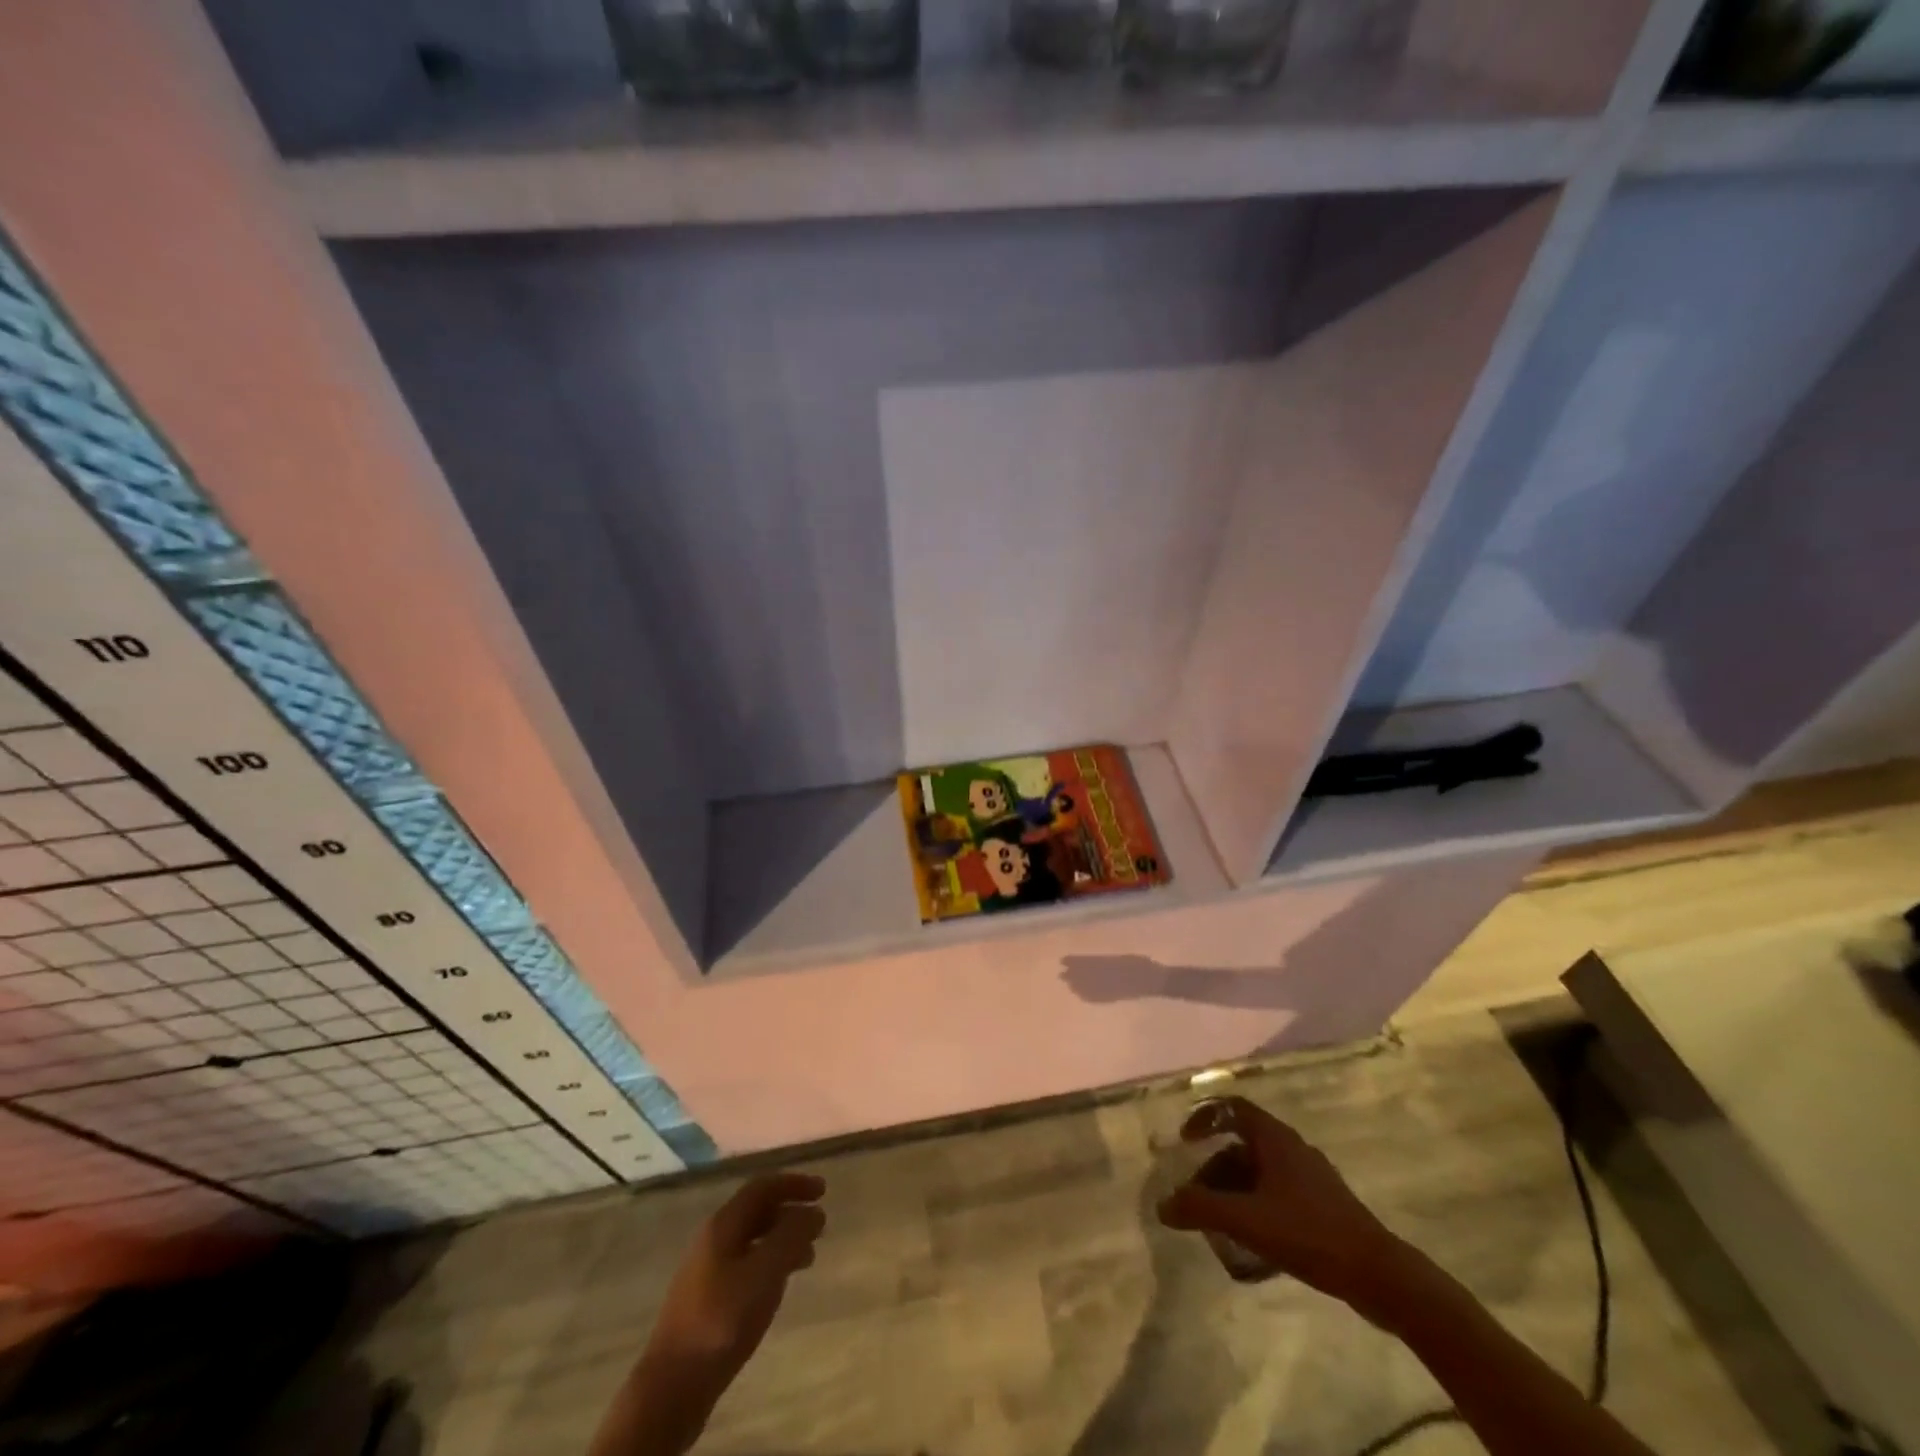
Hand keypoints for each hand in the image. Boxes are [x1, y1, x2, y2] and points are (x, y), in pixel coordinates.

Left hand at [594, 1173, 826, 1455]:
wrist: (672, 1386)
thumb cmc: (722, 1320)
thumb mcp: (764, 1273)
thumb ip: (791, 1237)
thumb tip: (813, 1212)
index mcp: (723, 1224)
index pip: (763, 1187)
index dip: (794, 1184)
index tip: (823, 1191)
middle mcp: (713, 1239)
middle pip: (757, 1212)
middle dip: (790, 1212)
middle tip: (819, 1225)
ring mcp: (706, 1270)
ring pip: (752, 1240)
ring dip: (782, 1240)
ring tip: (808, 1257)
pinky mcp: (707, 1299)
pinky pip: (745, 1265)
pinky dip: (769, 1264)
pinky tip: (779, 1286)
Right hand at [1157, 1097, 1412, 1315]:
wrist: (1379, 1275)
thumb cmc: (1310, 1233)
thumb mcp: (1248, 1220)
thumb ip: (1202, 1208)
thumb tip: (1163, 1204)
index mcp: (1276, 1139)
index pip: (1232, 1108)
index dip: (1205, 1117)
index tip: (1185, 1141)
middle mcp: (1293, 1148)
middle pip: (1242, 1145)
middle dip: (1214, 1168)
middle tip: (1198, 1197)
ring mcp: (1311, 1177)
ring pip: (1260, 1171)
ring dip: (1234, 1189)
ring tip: (1219, 1222)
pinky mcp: (1323, 1205)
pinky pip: (1277, 1192)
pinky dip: (1255, 1204)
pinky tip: (1251, 1238)